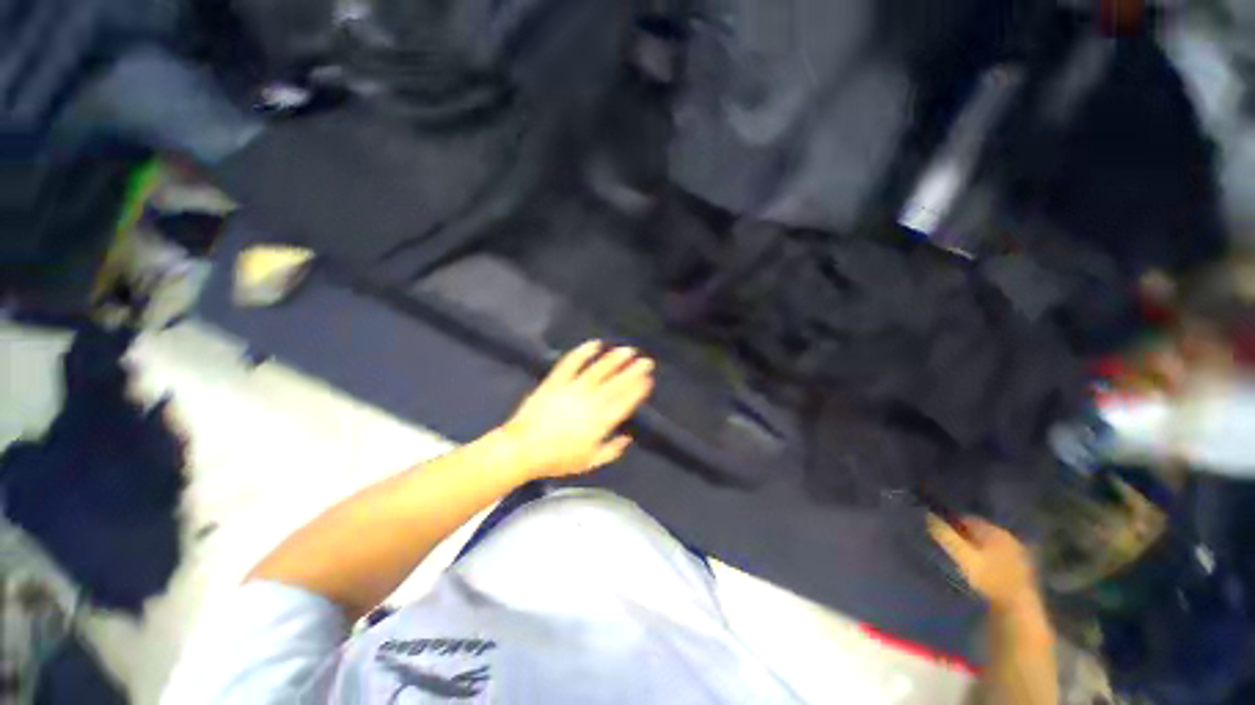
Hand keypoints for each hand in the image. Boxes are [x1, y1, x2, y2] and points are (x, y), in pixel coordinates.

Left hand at [497, 341, 654, 478]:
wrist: (523, 449)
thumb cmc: (557, 459)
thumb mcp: (589, 462)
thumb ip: (611, 450)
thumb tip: (627, 438)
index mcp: (600, 423)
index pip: (624, 402)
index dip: (637, 390)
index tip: (647, 380)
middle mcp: (590, 403)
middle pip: (616, 384)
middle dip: (633, 371)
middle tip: (646, 361)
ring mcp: (572, 390)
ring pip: (597, 371)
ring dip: (613, 360)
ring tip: (626, 350)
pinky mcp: (555, 382)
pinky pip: (571, 364)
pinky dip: (582, 353)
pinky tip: (593, 344)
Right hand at [928, 516, 1040, 611]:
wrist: (1018, 607)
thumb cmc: (987, 578)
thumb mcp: (962, 555)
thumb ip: (945, 535)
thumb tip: (928, 516)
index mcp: (994, 530)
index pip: (967, 519)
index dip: (952, 524)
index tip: (939, 533)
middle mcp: (1007, 537)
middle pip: (980, 532)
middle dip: (965, 536)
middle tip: (950, 546)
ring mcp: (1018, 553)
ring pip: (990, 545)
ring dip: (978, 549)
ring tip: (964, 559)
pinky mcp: (1022, 570)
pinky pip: (999, 557)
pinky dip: (989, 559)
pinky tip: (981, 569)